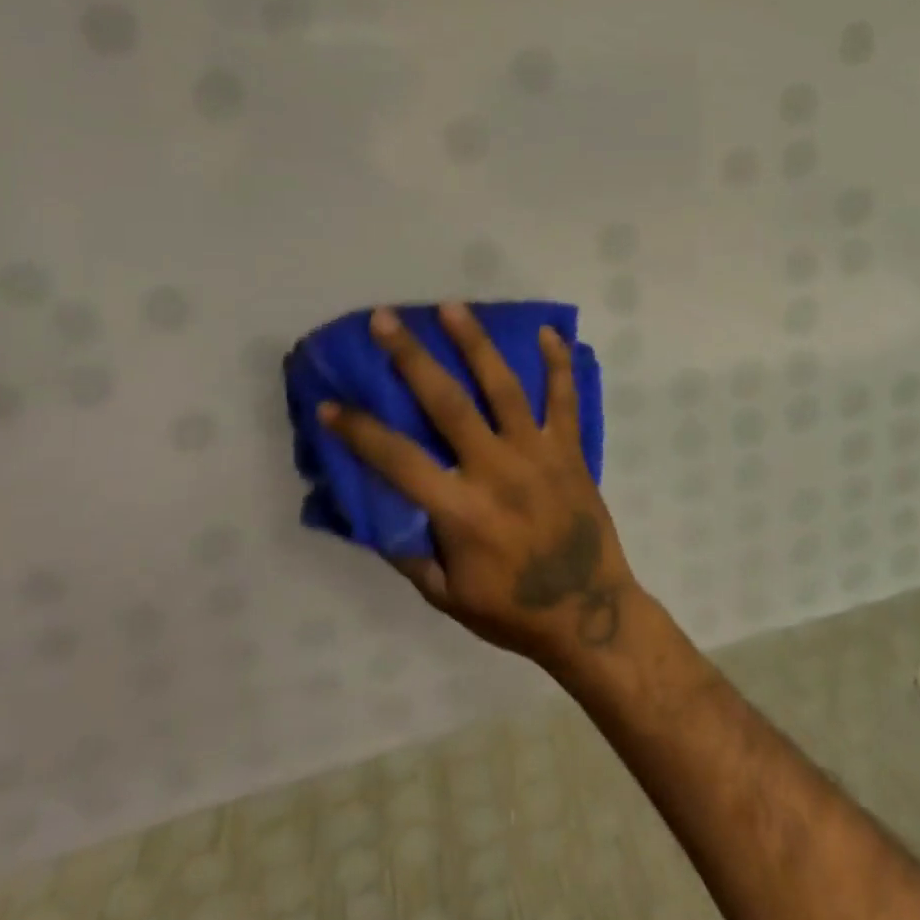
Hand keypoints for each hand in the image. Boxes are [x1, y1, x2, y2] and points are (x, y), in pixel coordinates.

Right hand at [321, 303, 639, 674]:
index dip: (359, 432)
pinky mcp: (570, 450)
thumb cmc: (513, 610)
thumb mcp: (446, 596)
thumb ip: (409, 552)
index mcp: (461, 511)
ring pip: (503, 387)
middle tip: (386, 320)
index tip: (330, 404)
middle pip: (447, 404)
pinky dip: (557, 364)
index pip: (398, 460)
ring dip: (475, 344)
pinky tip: (548, 331)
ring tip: (452, 307)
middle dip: (412, 358)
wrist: (590, 613)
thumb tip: (376, 511)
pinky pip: (563, 399)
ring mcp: (537, 454)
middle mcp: (496, 470)